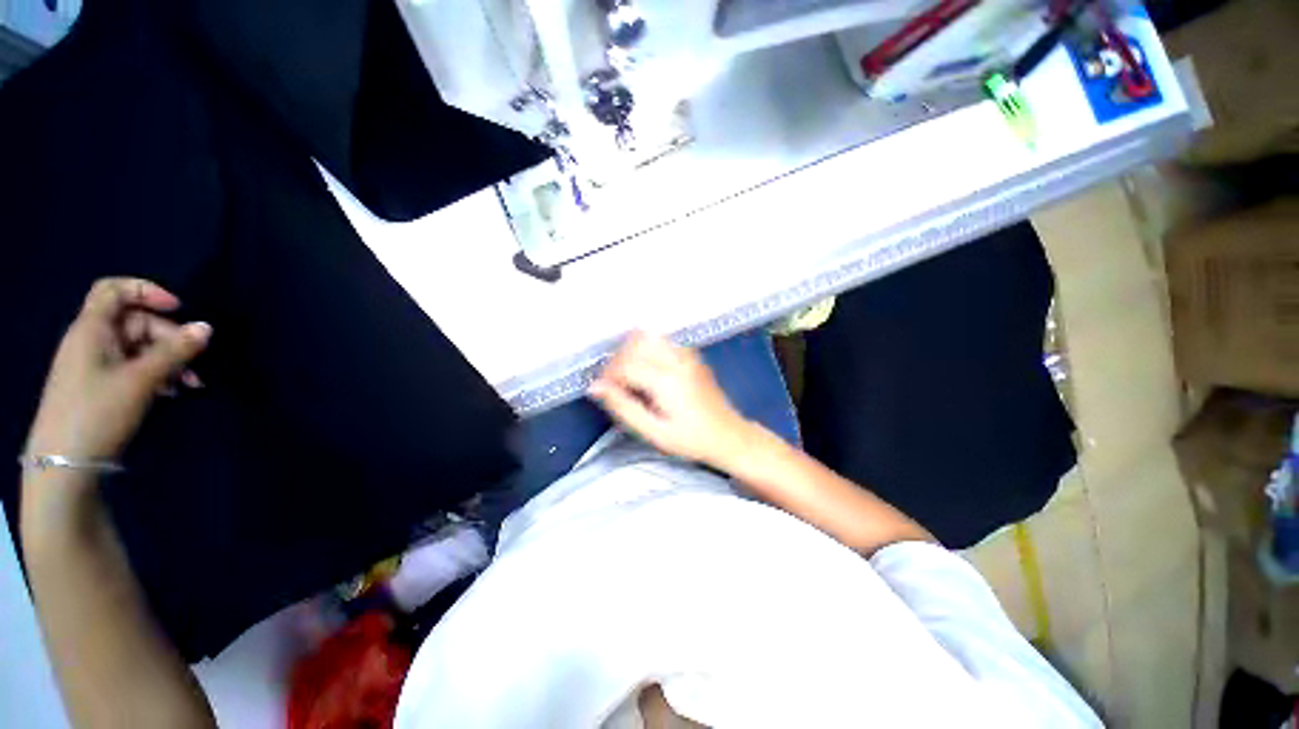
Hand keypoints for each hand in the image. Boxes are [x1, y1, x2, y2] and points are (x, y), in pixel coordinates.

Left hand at [24, 278, 211, 466]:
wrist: (64, 463)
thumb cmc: (97, 411)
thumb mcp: (140, 380)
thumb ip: (175, 351)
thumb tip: (206, 327)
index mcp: (92, 329)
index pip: (114, 290)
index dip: (146, 290)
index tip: (178, 308)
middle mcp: (92, 340)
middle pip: (136, 322)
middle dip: (169, 338)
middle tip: (194, 361)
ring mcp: (96, 364)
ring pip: (140, 348)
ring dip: (169, 360)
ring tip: (191, 384)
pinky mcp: (102, 385)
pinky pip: (134, 367)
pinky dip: (157, 375)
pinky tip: (172, 392)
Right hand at [589, 332, 752, 465]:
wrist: (728, 435)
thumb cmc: (690, 439)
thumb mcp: (653, 432)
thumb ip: (623, 407)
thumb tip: (595, 387)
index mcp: (667, 380)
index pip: (625, 364)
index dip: (608, 376)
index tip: (604, 392)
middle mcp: (677, 359)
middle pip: (634, 342)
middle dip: (617, 360)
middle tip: (615, 384)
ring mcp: (686, 353)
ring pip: (647, 336)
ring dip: (631, 351)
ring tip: (630, 376)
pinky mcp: (691, 354)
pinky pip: (661, 340)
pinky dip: (646, 348)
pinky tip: (647, 370)